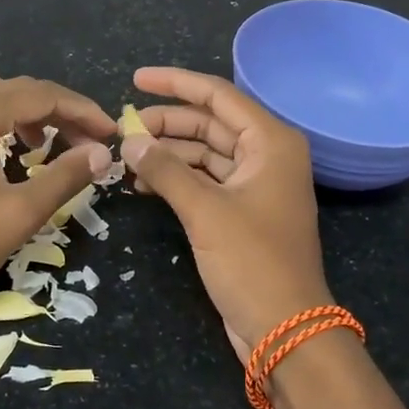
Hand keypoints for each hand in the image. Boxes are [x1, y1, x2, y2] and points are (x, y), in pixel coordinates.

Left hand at [0, 69, 114, 332]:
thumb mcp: (19, 215)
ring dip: (18, 110)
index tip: (110, 133)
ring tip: (41, 144)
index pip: (40, 95)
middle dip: (52, 107)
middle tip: (81, 139)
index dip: (82, 111)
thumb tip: (101, 153)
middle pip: (10, 86)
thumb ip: (65, 177)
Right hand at [120, 66, 331, 364]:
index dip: (175, 84)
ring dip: (168, 153)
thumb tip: (129, 141)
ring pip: (205, 153)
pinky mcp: (242, 211)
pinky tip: (144, 183)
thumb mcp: (205, 212)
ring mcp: (255, 184)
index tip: (136, 79)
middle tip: (123, 128)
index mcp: (270, 141)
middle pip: (210, 123)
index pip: (218, 95)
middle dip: (167, 123)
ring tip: (126, 158)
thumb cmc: (253, 262)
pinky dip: (177, 178)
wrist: (286, 329)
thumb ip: (166, 171)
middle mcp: (266, 155)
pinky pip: (205, 180)